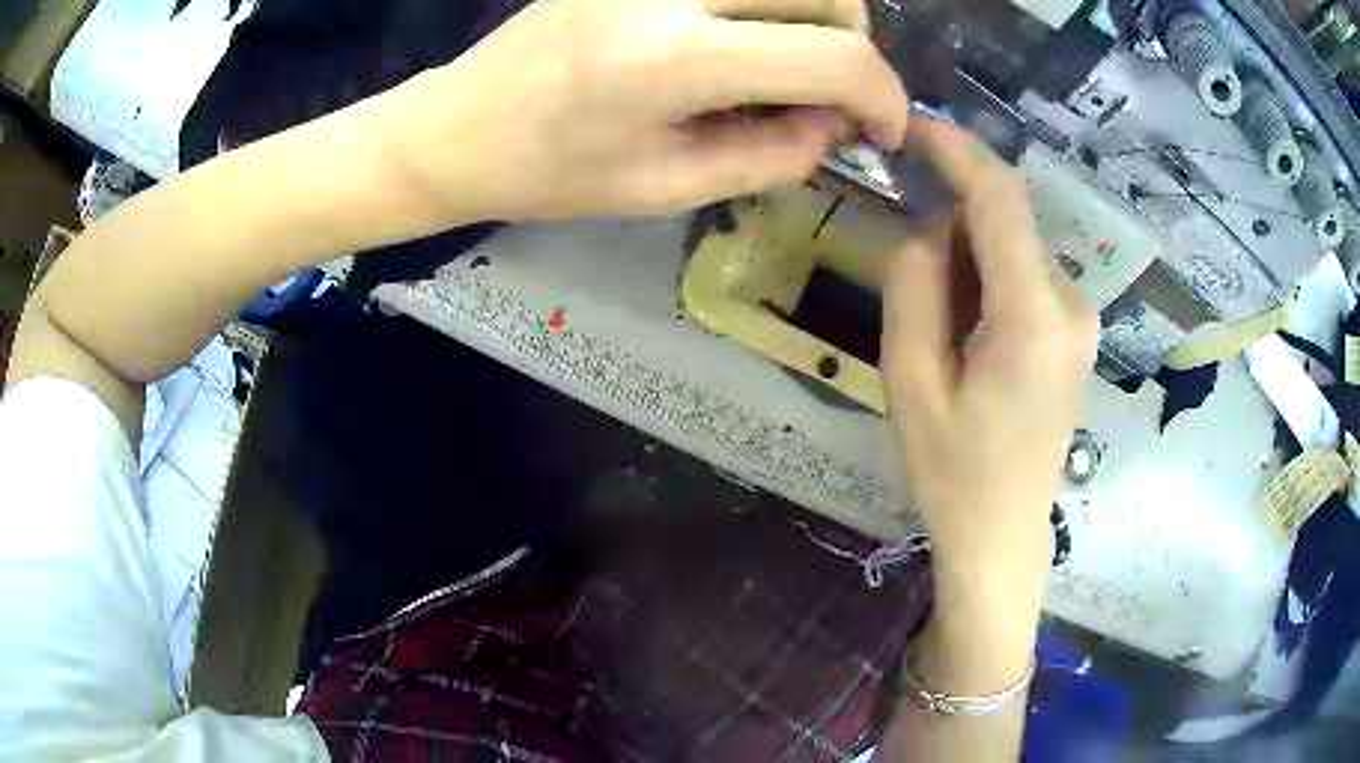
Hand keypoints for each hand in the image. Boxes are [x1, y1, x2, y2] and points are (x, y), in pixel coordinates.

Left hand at [380, 0, 908, 221]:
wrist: (457, 126)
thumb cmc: (550, 173)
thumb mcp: (665, 186)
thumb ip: (771, 157)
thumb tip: (835, 127)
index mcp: (678, 58)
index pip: (834, 57)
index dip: (883, 98)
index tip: (885, 132)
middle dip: (853, 46)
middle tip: (832, 94)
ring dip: (816, 16)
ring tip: (791, 65)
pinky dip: (767, 4)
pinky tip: (743, 38)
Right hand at [881, 119, 1097, 596]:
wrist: (1005, 532)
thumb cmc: (952, 471)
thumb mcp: (909, 379)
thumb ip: (915, 282)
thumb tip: (934, 224)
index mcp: (1033, 318)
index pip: (1000, 197)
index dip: (955, 148)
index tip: (910, 127)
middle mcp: (1072, 303)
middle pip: (1006, 220)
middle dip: (953, 223)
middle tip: (913, 286)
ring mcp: (1082, 316)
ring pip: (1014, 244)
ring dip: (969, 257)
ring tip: (943, 333)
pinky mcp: (1077, 328)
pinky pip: (1025, 272)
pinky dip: (989, 278)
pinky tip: (971, 336)